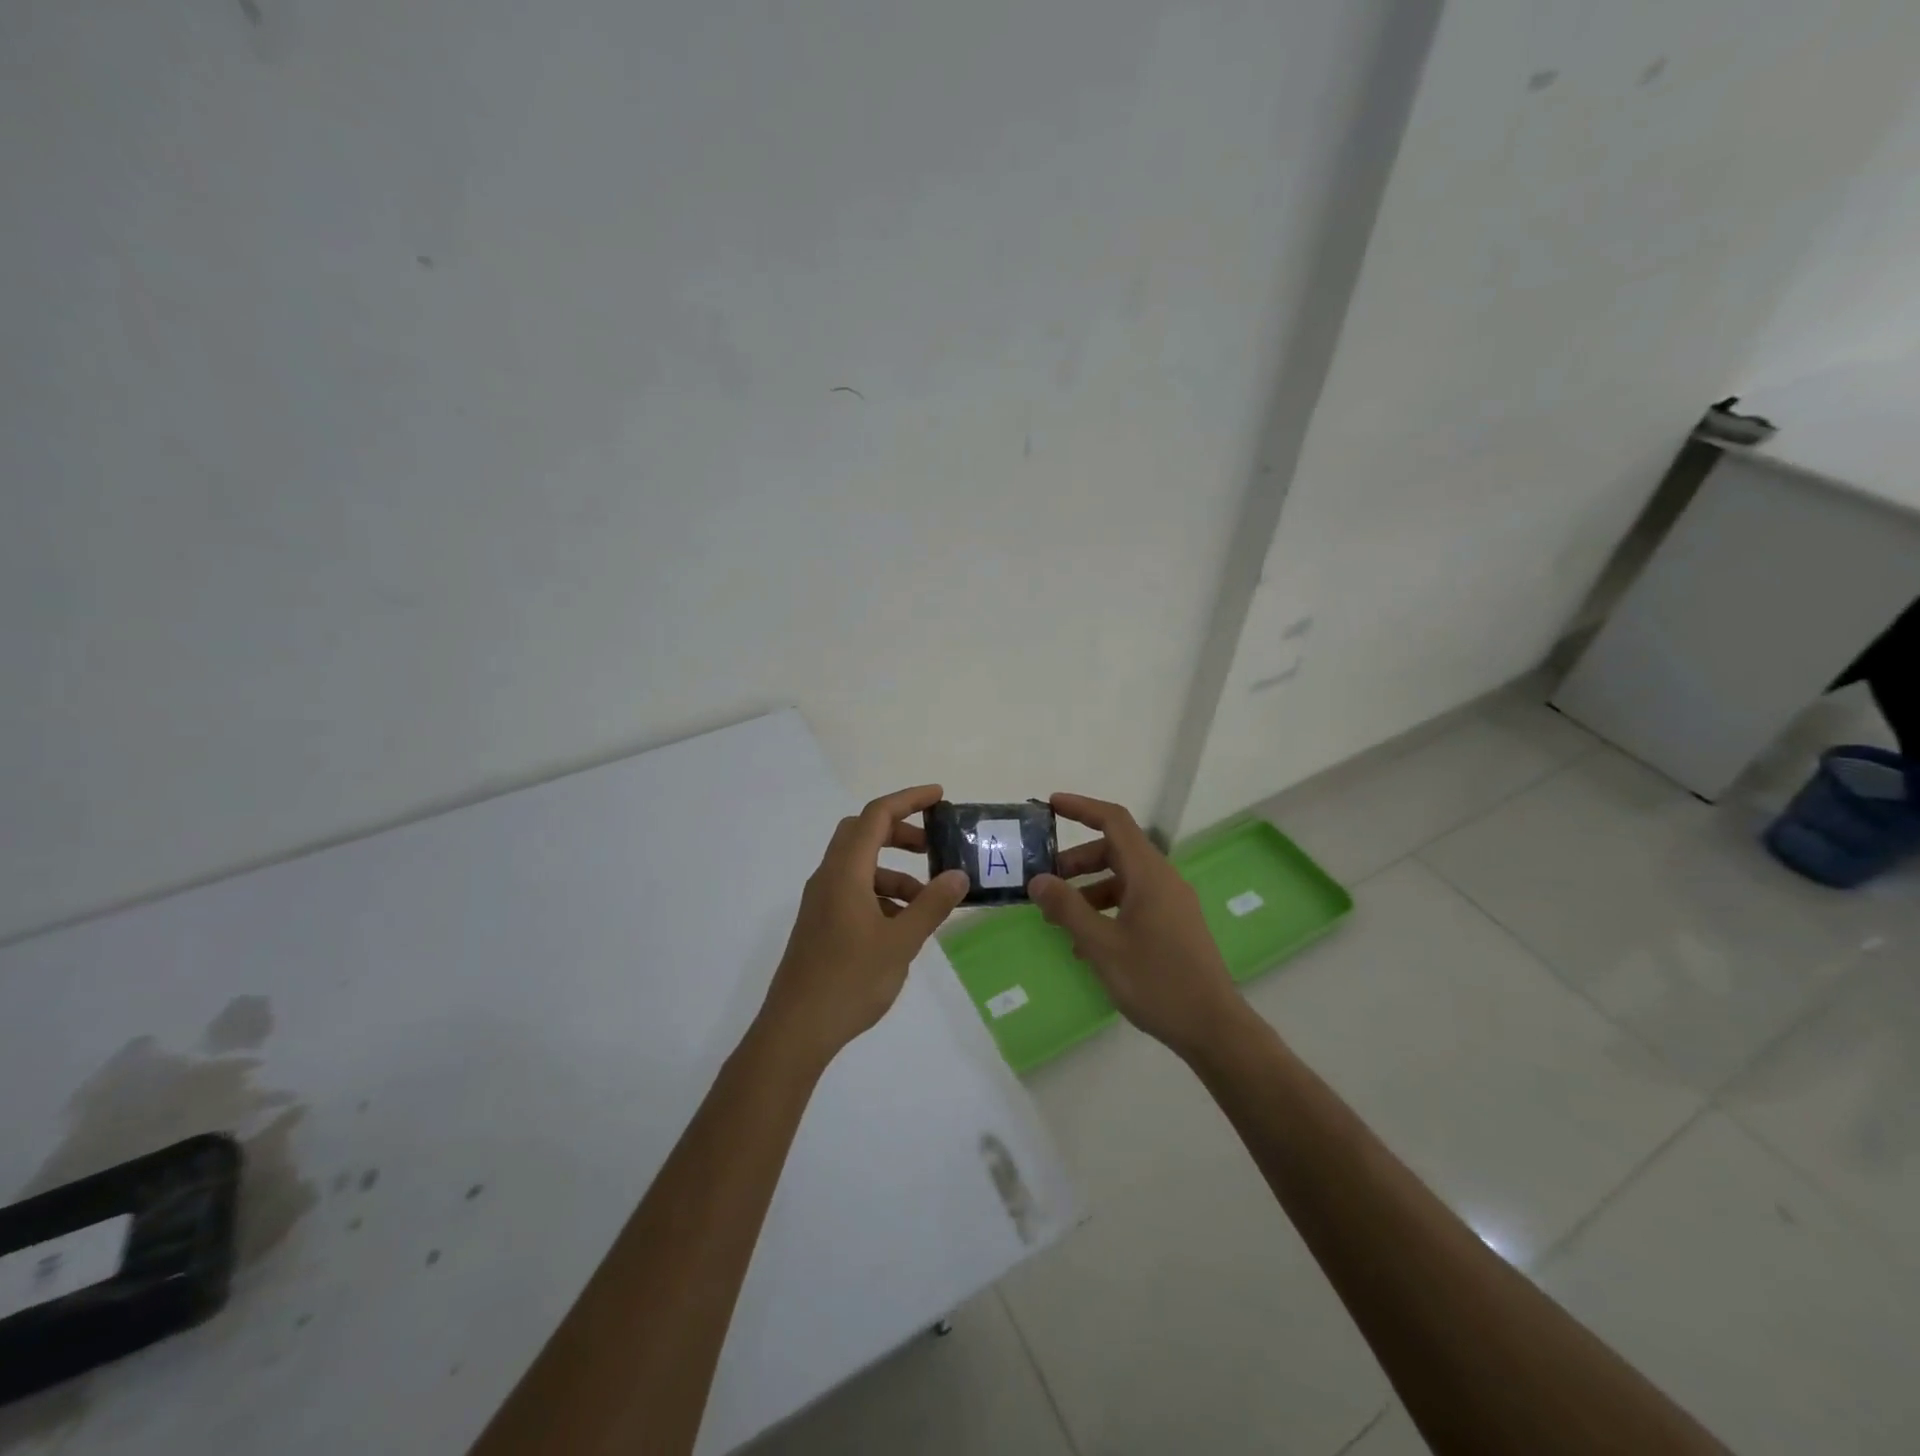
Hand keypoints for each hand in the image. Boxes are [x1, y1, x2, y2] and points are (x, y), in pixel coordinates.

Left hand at [759, 784, 970, 1067]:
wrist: (796, 1029)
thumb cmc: (850, 980)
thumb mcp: (901, 942)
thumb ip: (931, 905)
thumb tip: (958, 875)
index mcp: (845, 872)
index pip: (876, 816)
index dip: (909, 800)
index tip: (939, 797)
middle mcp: (828, 877)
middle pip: (863, 834)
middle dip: (900, 833)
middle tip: (933, 848)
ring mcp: (821, 901)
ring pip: (860, 866)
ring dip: (894, 872)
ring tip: (926, 902)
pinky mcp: (820, 924)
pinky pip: (853, 892)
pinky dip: (881, 895)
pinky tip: (902, 926)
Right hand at [1029, 793, 1244, 1059]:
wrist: (1213, 1027)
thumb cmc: (1156, 981)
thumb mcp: (1102, 945)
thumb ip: (1067, 908)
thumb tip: (1037, 879)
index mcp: (1149, 874)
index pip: (1114, 821)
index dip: (1082, 808)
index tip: (1051, 805)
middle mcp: (1163, 880)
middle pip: (1115, 851)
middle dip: (1077, 860)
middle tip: (1044, 880)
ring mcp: (1172, 903)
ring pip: (1123, 879)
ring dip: (1088, 889)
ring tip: (1058, 918)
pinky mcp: (1174, 926)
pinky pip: (1134, 902)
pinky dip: (1106, 909)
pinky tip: (1085, 943)